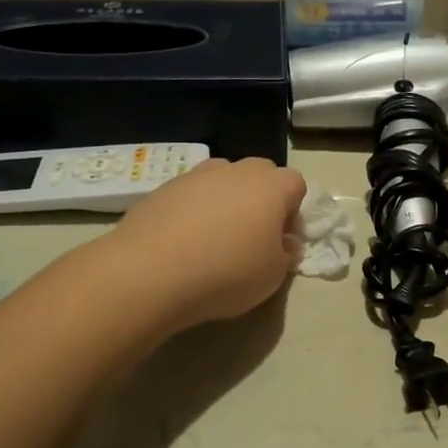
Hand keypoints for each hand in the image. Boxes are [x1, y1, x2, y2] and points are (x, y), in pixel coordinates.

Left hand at [110, 158, 306, 328]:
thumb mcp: (273, 276)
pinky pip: (189, 195)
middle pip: (259, 174)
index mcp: (270, 186)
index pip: (295, 184)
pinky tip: (183, 243)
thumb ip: (285, 254)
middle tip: (251, 237)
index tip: (282, 243)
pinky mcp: (162, 188)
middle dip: (261, 200)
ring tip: (214, 239)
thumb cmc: (227, 273)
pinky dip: (193, 212)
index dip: (293, 213)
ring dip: (225, 202)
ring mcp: (196, 176)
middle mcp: (235, 171)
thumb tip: (283, 243)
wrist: (151, 272)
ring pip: (221, 180)